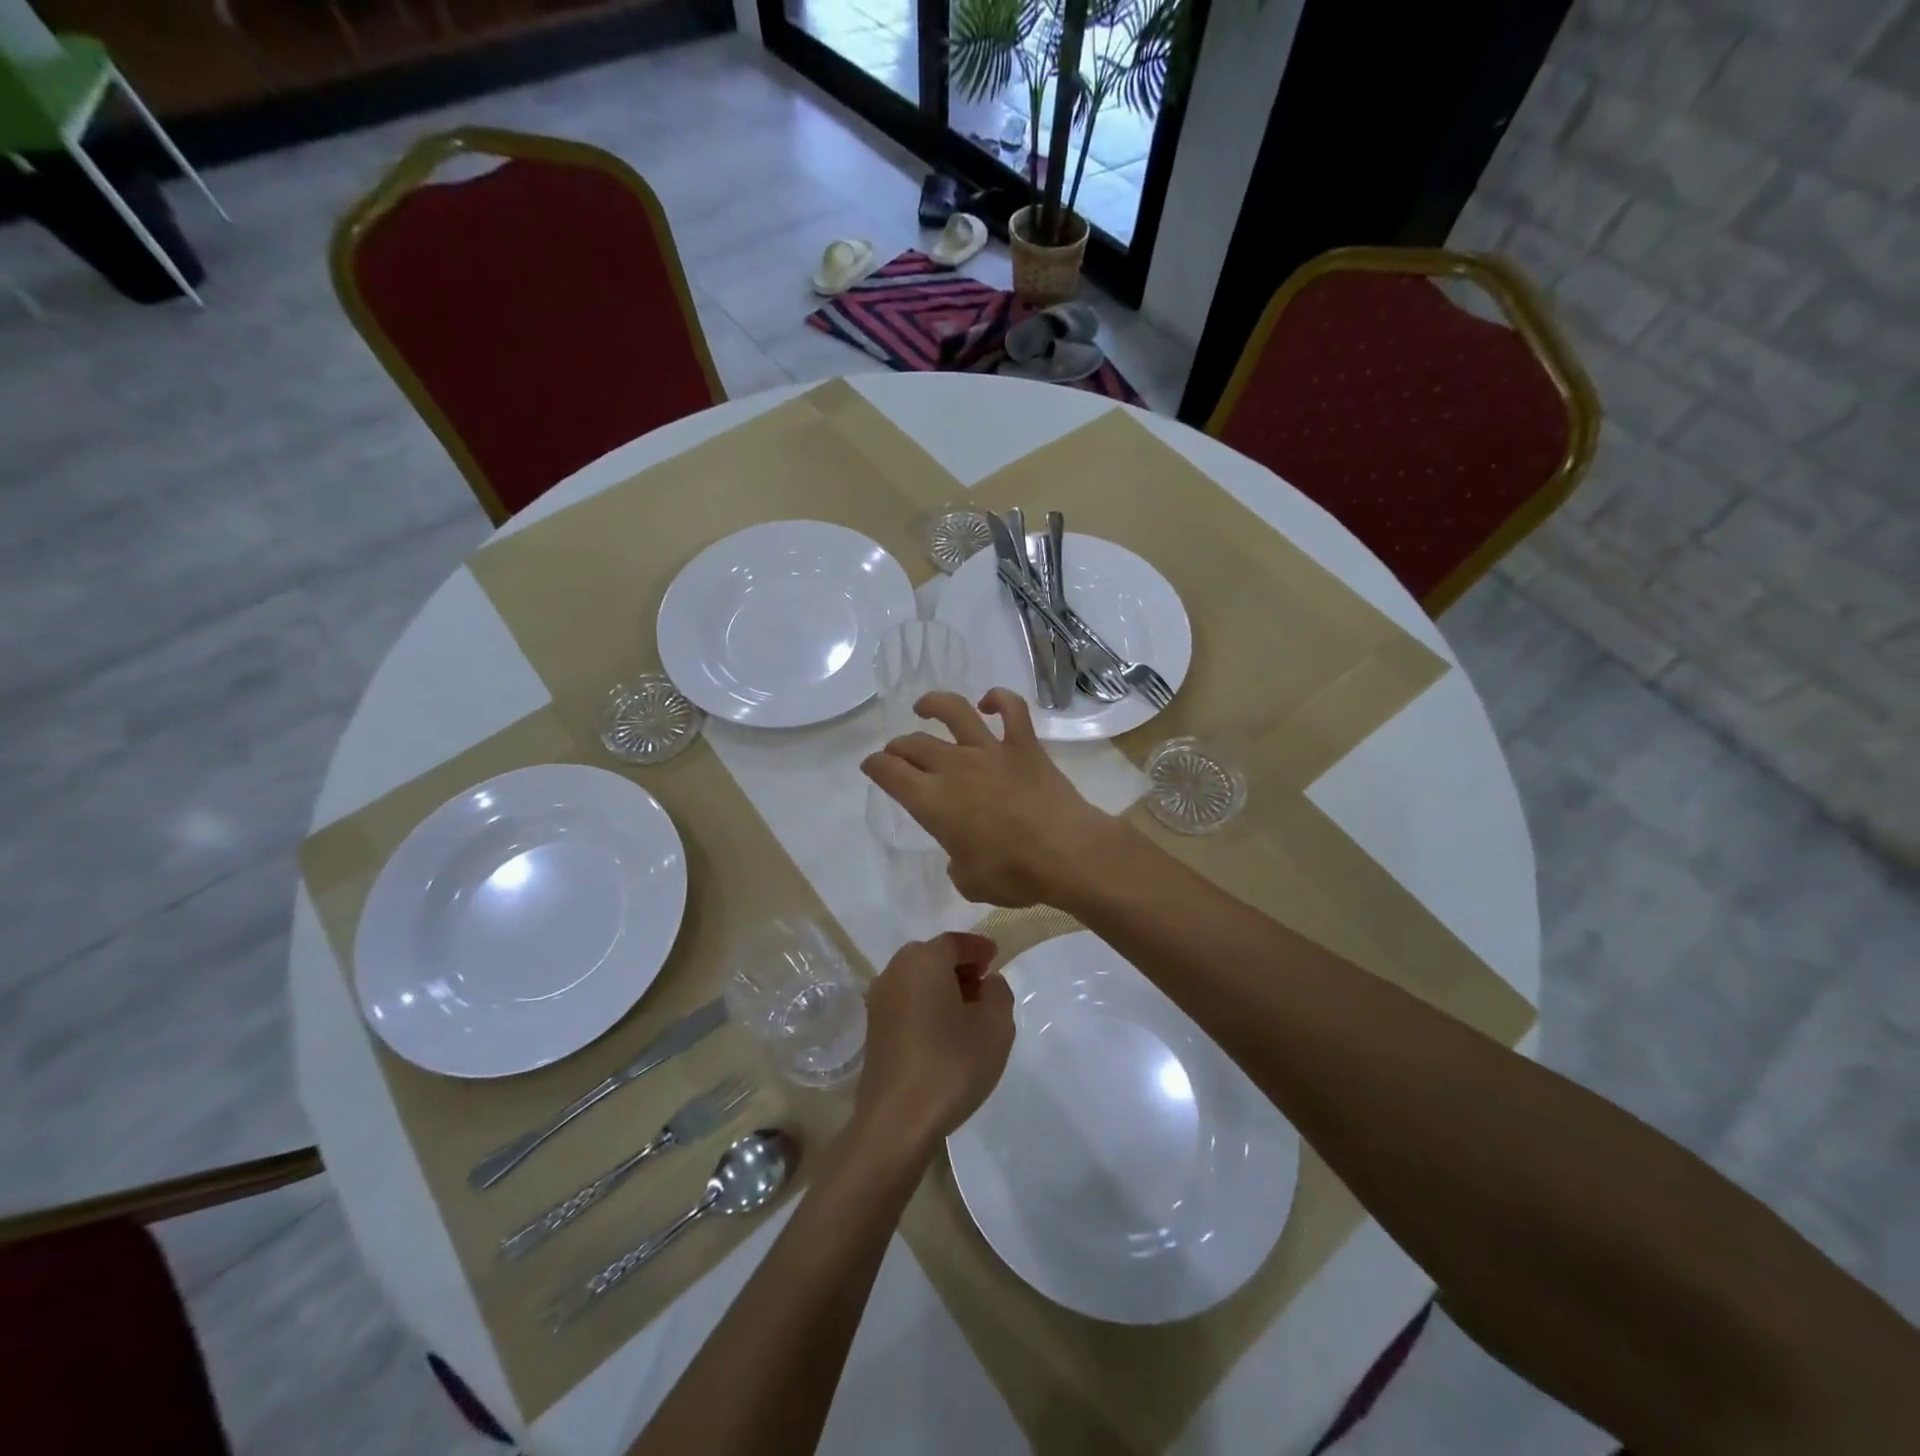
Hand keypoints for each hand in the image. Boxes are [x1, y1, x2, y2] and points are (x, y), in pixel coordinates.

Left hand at [857, 932, 1013, 1152]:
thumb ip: (998, 993)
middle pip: (933, 957)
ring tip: (969, 1011)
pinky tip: (945, 1031)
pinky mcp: (873, 1029)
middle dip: (960, 966)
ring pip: (917, 979)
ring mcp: (879, 1000)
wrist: (897, 1120)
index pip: (955, 942)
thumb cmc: (951, 1064)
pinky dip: (926, 1004)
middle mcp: (895, 971)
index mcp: (923, 960)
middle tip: (985, 984)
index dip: (978, 947)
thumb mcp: (996, 1026)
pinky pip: (906, 1002)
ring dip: (943, 986)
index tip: (996, 956)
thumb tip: (987, 983)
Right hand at [861, 689, 1121, 906]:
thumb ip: (957, 864)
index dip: (875, 766)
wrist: (1067, 854)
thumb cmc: (1014, 874)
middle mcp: (954, 767)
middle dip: (897, 746)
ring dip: (934, 704)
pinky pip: (1011, 709)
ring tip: (924, 707)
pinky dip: (999, 698)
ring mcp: (990, 751)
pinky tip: (990, 702)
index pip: (889, 773)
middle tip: (896, 753)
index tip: (871, 766)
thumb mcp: (970, 883)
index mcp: (932, 801)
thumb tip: (962, 857)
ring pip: (954, 711)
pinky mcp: (1024, 745)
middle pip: (914, 744)